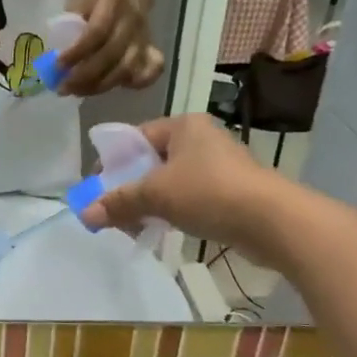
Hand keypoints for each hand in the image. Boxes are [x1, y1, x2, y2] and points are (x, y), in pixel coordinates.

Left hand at [57, 0, 165, 95]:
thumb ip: (70, 23)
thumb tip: (52, 56)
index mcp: (113, 1)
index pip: (96, 31)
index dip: (77, 52)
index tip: (58, 66)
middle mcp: (132, 20)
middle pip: (111, 54)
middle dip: (85, 76)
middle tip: (64, 87)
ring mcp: (143, 36)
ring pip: (126, 68)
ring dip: (100, 85)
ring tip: (78, 92)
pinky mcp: (150, 48)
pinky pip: (150, 71)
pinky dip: (134, 84)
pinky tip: (114, 88)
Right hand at [77, 115, 274, 251]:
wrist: (271, 221)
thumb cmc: (209, 193)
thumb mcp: (156, 195)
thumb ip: (119, 202)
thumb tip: (84, 215)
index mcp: (183, 125)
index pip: (136, 137)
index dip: (111, 163)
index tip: (97, 189)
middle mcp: (201, 139)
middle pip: (151, 161)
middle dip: (129, 188)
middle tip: (113, 212)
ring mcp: (218, 165)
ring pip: (170, 182)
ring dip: (150, 204)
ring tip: (135, 227)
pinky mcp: (230, 191)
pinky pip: (190, 198)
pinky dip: (173, 212)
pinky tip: (164, 231)